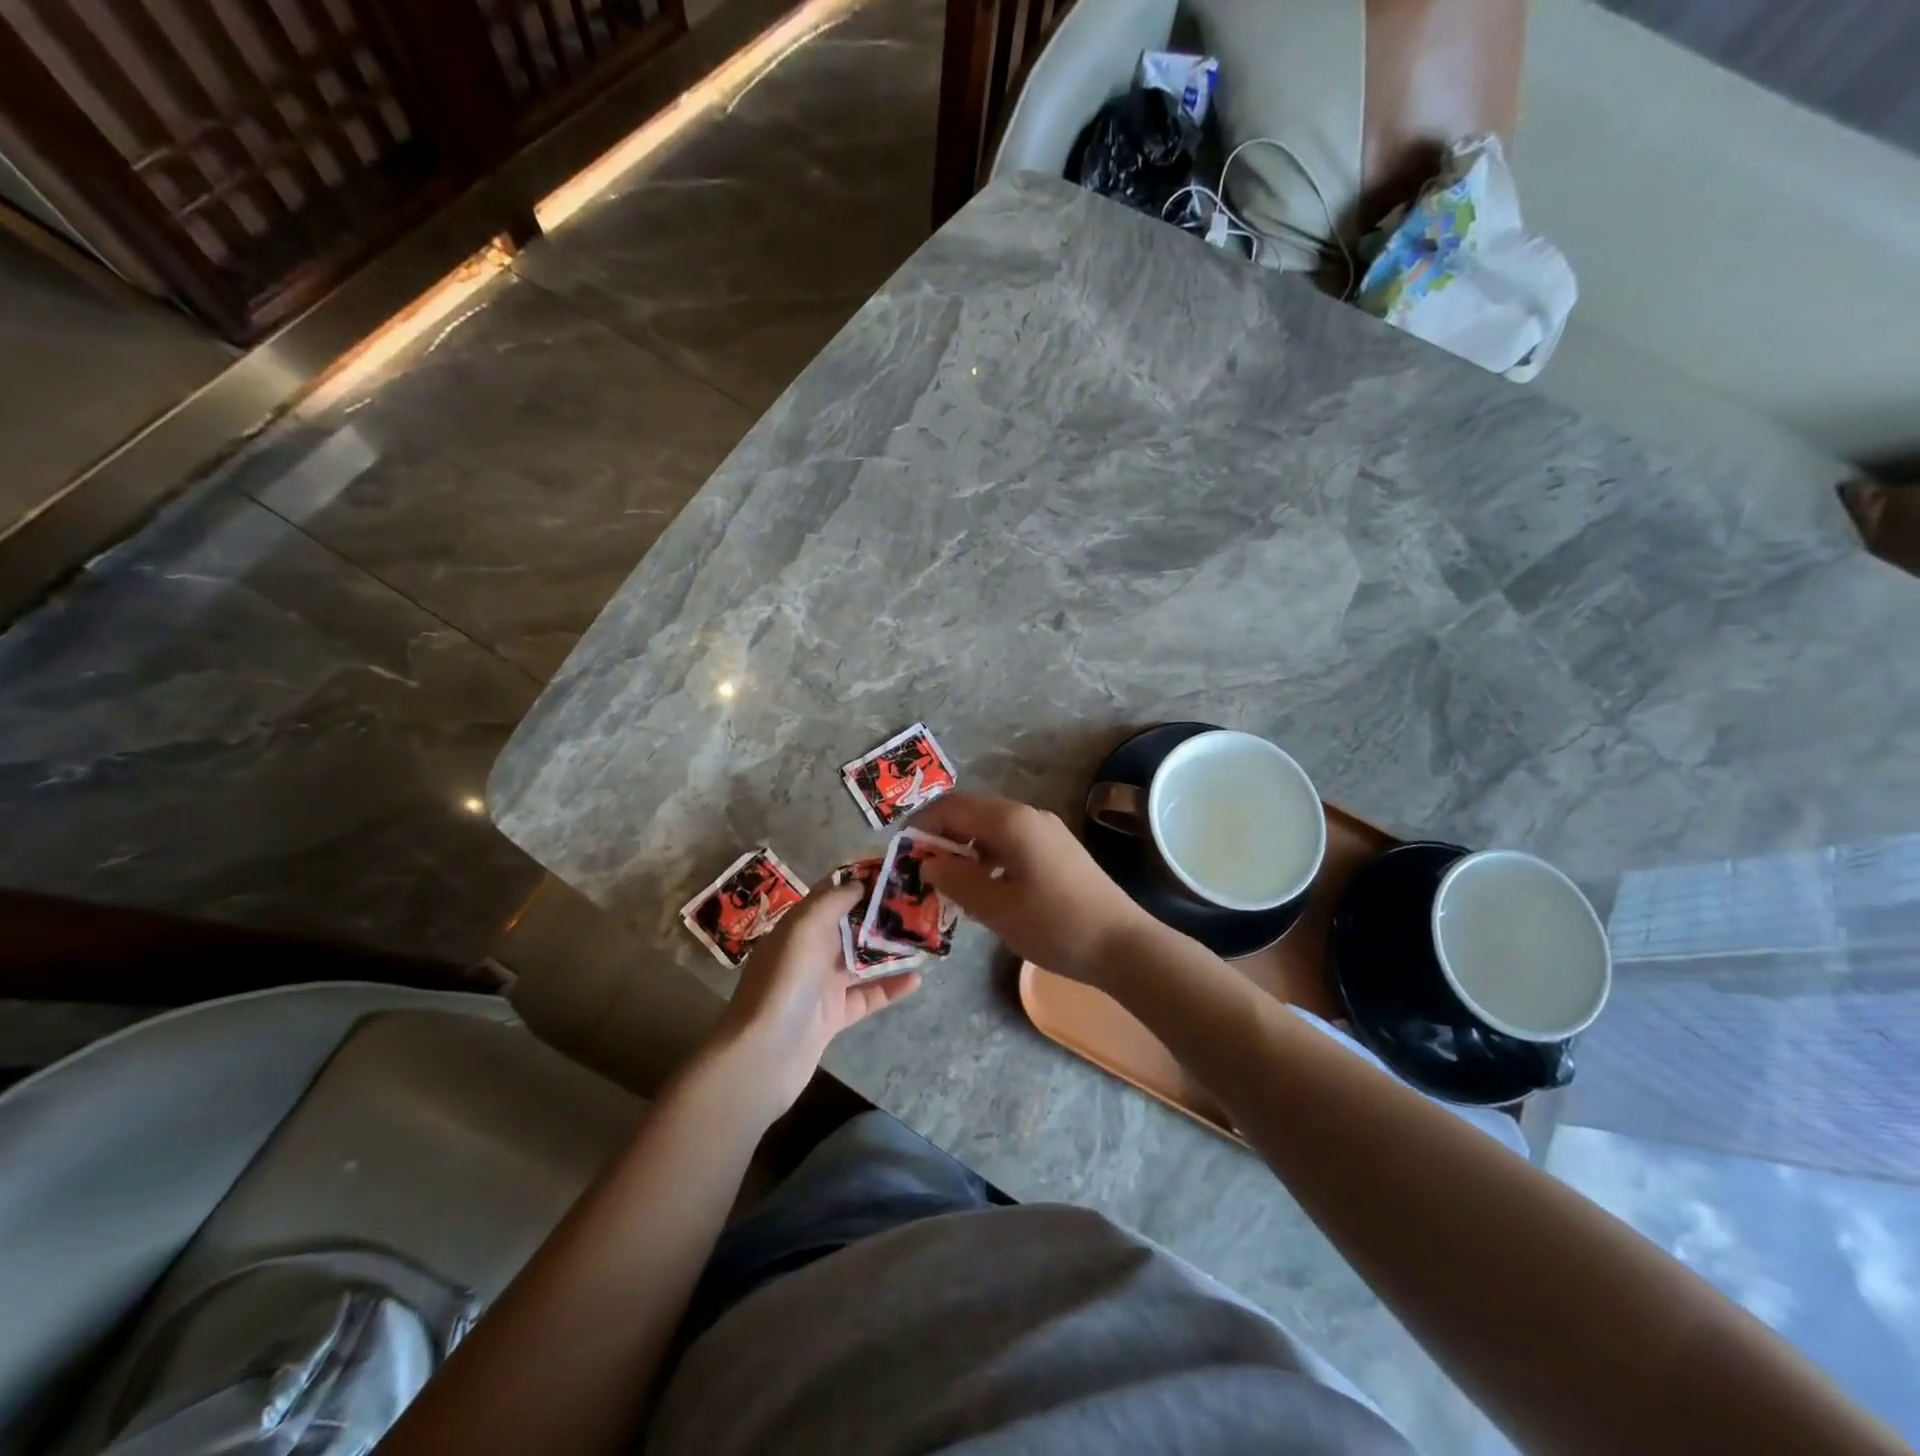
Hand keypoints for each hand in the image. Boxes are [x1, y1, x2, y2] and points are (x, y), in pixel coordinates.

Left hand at [716, 882, 920, 1116]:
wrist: (765, 1054)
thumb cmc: (785, 981)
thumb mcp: (804, 928)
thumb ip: (833, 901)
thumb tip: (859, 883)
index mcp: (799, 925)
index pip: (831, 893)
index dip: (860, 879)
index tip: (894, 869)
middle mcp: (810, 951)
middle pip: (851, 925)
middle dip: (882, 913)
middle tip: (920, 902)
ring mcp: (823, 985)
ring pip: (863, 960)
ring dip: (891, 949)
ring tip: (925, 937)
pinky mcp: (835, 1016)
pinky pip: (869, 996)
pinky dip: (891, 987)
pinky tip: (917, 979)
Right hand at [908, 791, 1159, 986]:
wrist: (1123, 945)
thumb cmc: (1055, 925)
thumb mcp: (996, 908)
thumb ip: (956, 881)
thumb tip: (928, 864)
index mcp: (1010, 821)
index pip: (952, 807)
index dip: (922, 825)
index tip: (902, 854)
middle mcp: (1028, 815)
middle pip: (972, 814)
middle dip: (943, 838)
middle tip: (922, 872)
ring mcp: (1046, 831)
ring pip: (991, 830)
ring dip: (966, 850)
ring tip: (949, 885)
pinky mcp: (1057, 850)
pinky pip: (1011, 843)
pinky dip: (989, 859)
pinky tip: (985, 890)